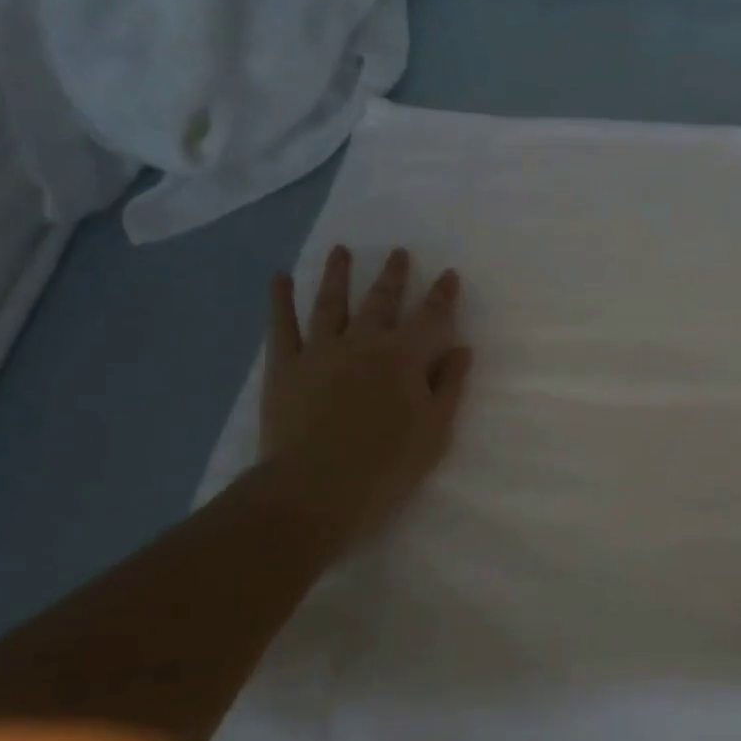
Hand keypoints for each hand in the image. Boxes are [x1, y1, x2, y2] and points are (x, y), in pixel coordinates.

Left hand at [256, 245, 472, 551]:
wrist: (315, 490)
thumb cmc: (386, 465)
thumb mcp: (435, 430)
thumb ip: (449, 385)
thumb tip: (461, 348)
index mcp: (404, 357)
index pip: (431, 317)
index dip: (443, 295)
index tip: (450, 274)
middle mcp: (363, 342)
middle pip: (381, 300)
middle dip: (394, 275)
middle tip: (399, 252)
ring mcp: (320, 351)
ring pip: (331, 302)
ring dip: (338, 274)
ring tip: (341, 250)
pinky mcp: (285, 367)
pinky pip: (282, 326)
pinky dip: (280, 300)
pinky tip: (280, 278)